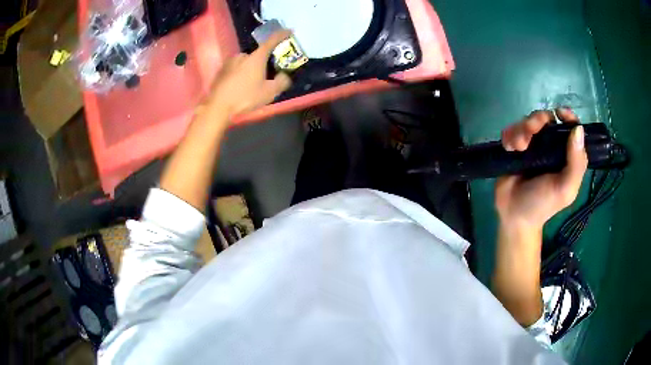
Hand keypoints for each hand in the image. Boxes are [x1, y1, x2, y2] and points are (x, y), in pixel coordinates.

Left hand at [204, 30, 292, 120]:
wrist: (217, 107)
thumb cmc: (245, 97)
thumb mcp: (269, 93)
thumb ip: (281, 82)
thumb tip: (284, 76)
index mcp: (256, 57)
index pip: (271, 41)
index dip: (282, 35)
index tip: (289, 31)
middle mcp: (242, 56)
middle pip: (257, 55)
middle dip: (263, 62)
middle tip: (267, 75)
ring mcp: (229, 63)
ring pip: (245, 63)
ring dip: (251, 69)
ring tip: (252, 84)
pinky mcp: (221, 72)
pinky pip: (235, 70)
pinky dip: (240, 75)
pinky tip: (240, 87)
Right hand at [495, 108, 587, 231]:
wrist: (515, 216)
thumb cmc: (543, 205)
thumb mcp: (565, 189)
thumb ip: (576, 163)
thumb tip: (578, 129)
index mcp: (566, 154)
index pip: (571, 128)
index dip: (567, 116)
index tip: (558, 113)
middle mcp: (550, 146)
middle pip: (545, 119)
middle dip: (536, 121)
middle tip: (529, 134)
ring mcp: (532, 146)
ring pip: (526, 122)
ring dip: (520, 130)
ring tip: (518, 148)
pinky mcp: (515, 147)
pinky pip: (511, 130)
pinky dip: (509, 136)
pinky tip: (510, 149)